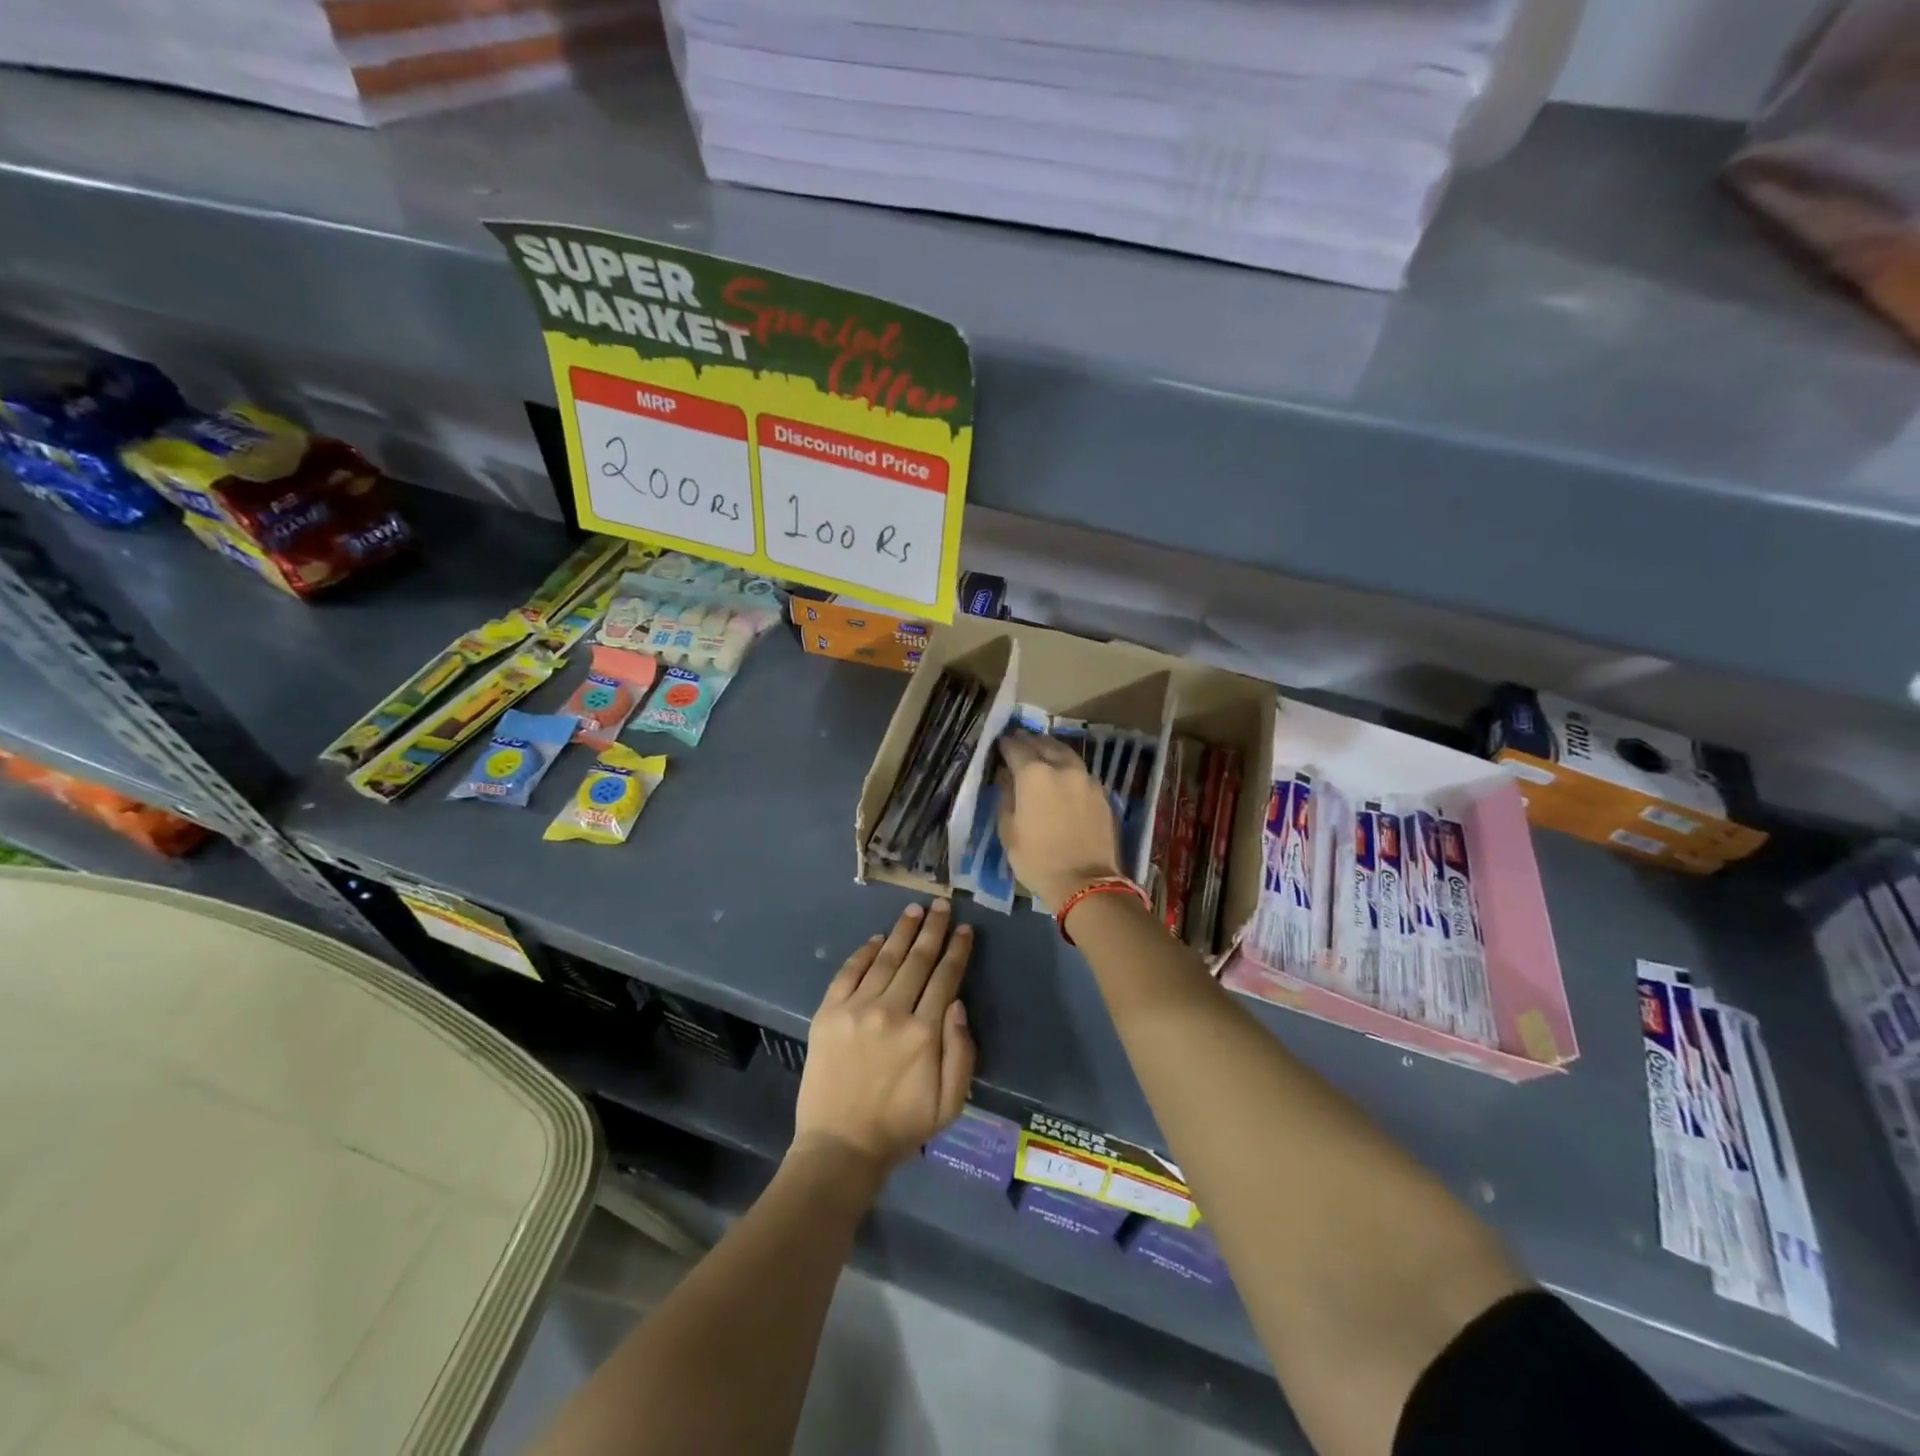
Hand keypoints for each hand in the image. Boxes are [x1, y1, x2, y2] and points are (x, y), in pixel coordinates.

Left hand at [795, 900, 975, 1175]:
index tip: (965, 929)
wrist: (840, 1147)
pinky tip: (877, 939)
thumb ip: (961, 1051)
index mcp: (924, 1033)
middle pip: (918, 960)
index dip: (957, 950)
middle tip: (942, 904)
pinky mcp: (828, 1013)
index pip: (945, 978)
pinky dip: (864, 952)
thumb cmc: (901, 1127)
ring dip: (902, 931)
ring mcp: (856, 1009)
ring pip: (885, 959)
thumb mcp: (950, 1102)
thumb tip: (957, 1002)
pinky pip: (849, 972)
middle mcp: (892, 1012)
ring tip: (915, 910)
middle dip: (933, 929)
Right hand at [995, 729, 1123, 907]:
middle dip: (1029, 740)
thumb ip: (1006, 798)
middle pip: (1044, 744)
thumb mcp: (1009, 832)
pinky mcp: (1102, 793)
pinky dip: (1068, 766)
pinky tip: (1063, 773)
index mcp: (1034, 775)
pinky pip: (1080, 770)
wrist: (1086, 883)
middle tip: (1019, 739)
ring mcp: (1086, 779)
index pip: (1016, 748)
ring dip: (1051, 748)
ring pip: (1066, 753)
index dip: (1006, 744)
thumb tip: (1007, 779)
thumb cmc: (1037, 860)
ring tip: (1042, 749)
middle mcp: (1062, 768)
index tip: (1000, 742)